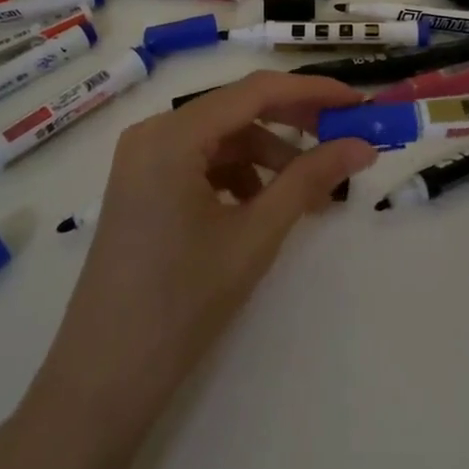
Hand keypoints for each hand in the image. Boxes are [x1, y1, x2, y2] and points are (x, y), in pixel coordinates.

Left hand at [34, 71, 376, 435]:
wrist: (105, 378)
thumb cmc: (183, 302)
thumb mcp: (255, 234)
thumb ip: (310, 179)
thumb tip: (363, 145)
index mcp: (172, 134)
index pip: (255, 91)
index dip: (312, 92)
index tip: (358, 104)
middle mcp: (153, 132)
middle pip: (237, 109)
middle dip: (294, 123)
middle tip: (344, 140)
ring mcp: (143, 160)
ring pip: (223, 137)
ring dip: (270, 156)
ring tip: (310, 194)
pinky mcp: (143, 185)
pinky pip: (203, 161)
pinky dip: (241, 175)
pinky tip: (264, 206)